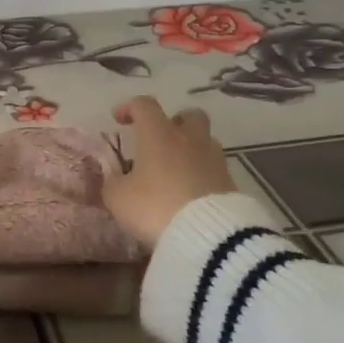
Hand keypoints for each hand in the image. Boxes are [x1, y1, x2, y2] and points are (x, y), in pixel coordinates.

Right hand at [102, 97, 236, 248]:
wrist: (208, 236)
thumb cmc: (155, 206)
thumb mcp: (119, 198)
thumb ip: (113, 183)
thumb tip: (114, 177)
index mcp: (159, 134)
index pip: (144, 106)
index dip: (130, 107)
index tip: (119, 119)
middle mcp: (189, 139)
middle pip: (189, 115)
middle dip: (174, 122)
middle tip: (160, 140)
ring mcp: (214, 160)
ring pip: (205, 141)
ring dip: (191, 149)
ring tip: (176, 171)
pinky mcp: (230, 183)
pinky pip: (214, 169)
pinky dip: (202, 174)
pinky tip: (190, 193)